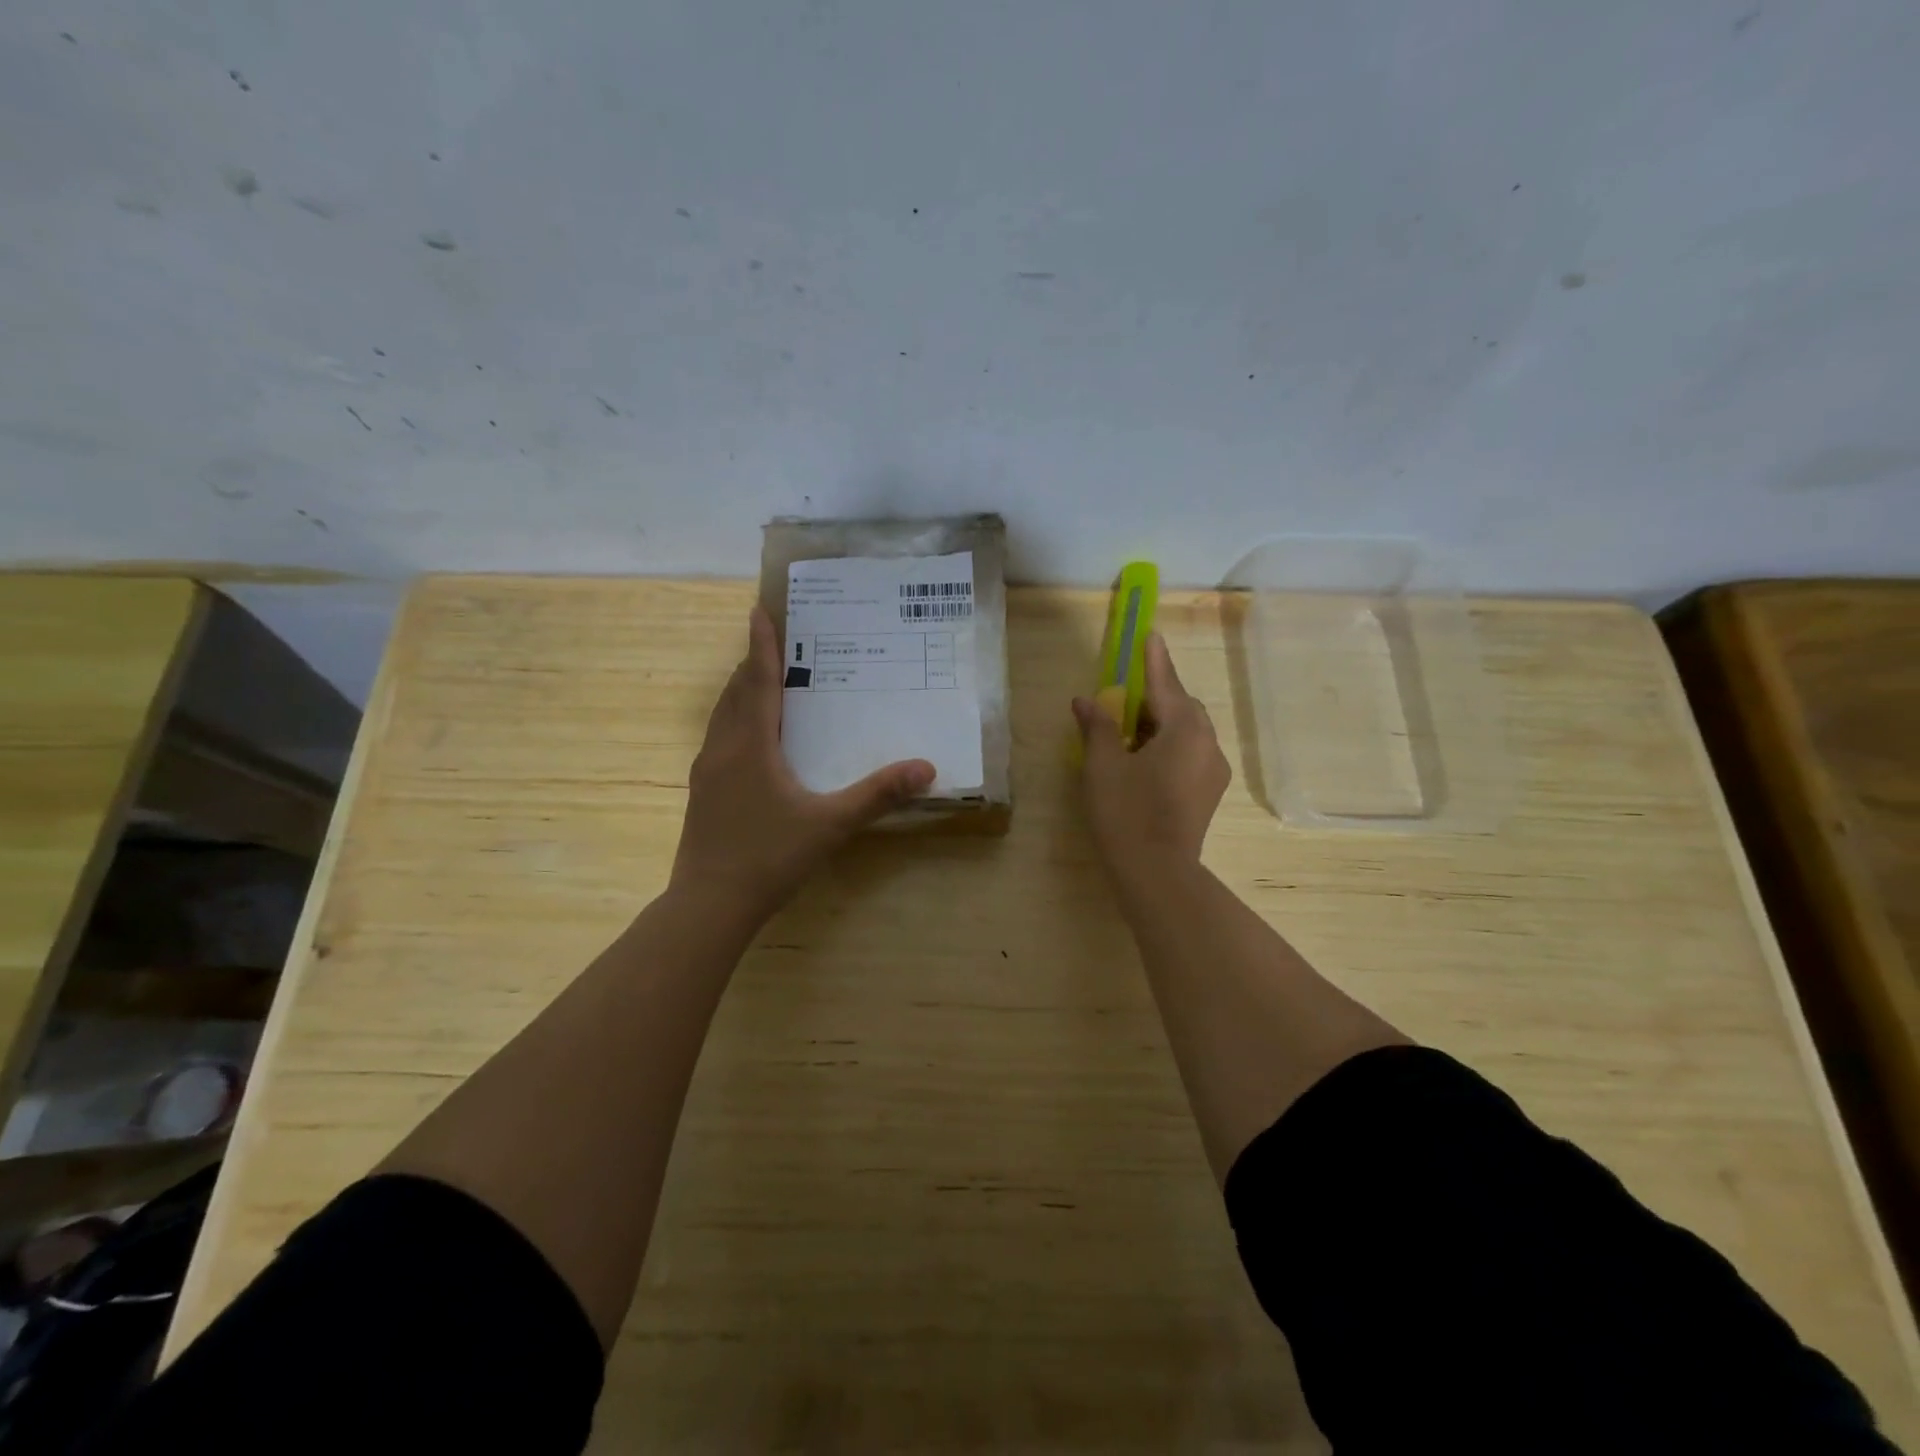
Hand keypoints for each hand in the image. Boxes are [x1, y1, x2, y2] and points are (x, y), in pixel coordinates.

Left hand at [672, 607, 934, 922]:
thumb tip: (925, 768)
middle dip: (753, 663)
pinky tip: (750, 738)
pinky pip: (719, 739)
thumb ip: (877, 794)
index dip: (762, 645)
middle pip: (736, 693)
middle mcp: (723, 749)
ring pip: (722, 716)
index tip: (759, 610)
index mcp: (751, 745)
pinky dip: (735, 720)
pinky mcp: (702, 792)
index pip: (759, 682)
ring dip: (740, 691)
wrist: (709, 904)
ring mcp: (706, 771)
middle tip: (772, 640)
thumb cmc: (769, 857)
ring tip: (761, 679)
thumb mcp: (831, 824)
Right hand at [1073, 632, 1230, 882]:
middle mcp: (1207, 744)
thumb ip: (1097, 727)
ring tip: (1132, 728)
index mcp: (1184, 730)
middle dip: (1157, 695)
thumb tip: (1086, 701)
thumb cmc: (1126, 812)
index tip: (1151, 636)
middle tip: (1128, 693)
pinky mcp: (1209, 793)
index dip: (1154, 660)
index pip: (1165, 685)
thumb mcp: (1103, 765)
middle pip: (1183, 707)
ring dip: (1163, 722)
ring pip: (1189, 732)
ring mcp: (1213, 771)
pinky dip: (1171, 745)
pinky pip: (1192, 753)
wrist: (1157, 872)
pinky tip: (1146, 758)